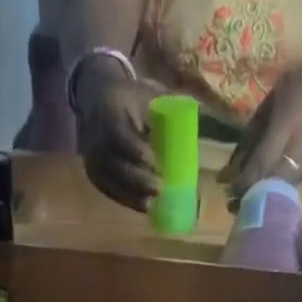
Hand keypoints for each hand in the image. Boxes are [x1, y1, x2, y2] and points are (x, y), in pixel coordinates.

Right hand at [78, 71, 165, 210]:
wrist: (98, 100)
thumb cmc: (131, 98)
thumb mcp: (148, 94)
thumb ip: (172, 106)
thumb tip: (210, 115)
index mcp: (109, 110)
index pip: (118, 134)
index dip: (135, 150)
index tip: (154, 162)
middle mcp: (95, 135)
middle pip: (114, 163)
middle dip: (137, 179)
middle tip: (159, 188)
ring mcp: (92, 157)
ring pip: (110, 181)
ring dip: (131, 195)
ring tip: (152, 204)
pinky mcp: (93, 173)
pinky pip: (108, 190)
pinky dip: (126, 200)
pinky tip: (143, 207)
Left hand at [218, 55, 301, 198]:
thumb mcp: (271, 102)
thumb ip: (252, 136)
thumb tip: (231, 169)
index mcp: (288, 124)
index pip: (262, 163)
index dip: (244, 182)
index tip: (229, 191)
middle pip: (273, 181)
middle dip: (253, 194)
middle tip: (235, 202)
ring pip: (284, 186)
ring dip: (266, 193)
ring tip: (248, 195)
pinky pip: (296, 180)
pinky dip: (281, 184)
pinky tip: (270, 183)